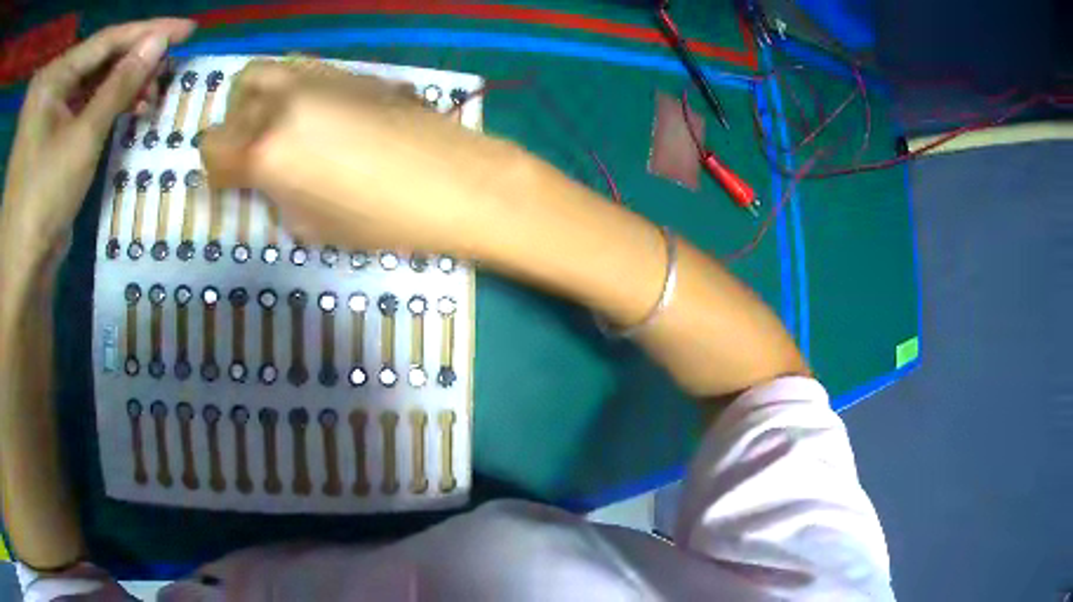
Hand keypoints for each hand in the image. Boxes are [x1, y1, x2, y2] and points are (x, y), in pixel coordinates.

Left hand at [0, 18, 195, 261]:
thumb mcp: (84, 137)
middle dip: (133, 62)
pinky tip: (125, 107)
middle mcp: (49, 84)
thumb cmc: (44, 200)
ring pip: (90, 79)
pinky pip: (79, 101)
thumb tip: (160, 41)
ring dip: (120, 85)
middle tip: (167, 69)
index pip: (106, 40)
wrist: (22, 266)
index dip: (148, 31)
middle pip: (97, 58)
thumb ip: (121, 83)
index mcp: (52, 77)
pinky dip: (102, 103)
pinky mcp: (46, 128)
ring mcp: (46, 106)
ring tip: (150, 94)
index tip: (186, 30)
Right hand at [200, 60, 531, 255]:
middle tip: (253, 154)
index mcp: (266, 149)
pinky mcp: (350, 69)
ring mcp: (319, 76)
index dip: (217, 170)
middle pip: (234, 98)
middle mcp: (283, 101)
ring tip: (281, 129)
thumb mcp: (311, 225)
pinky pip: (302, 71)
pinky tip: (317, 116)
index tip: (231, 184)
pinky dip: (292, 90)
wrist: (457, 181)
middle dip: (234, 128)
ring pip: (266, 73)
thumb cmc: (383, 219)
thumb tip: (263, 179)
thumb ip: (274, 195)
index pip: (212, 147)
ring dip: (259, 99)